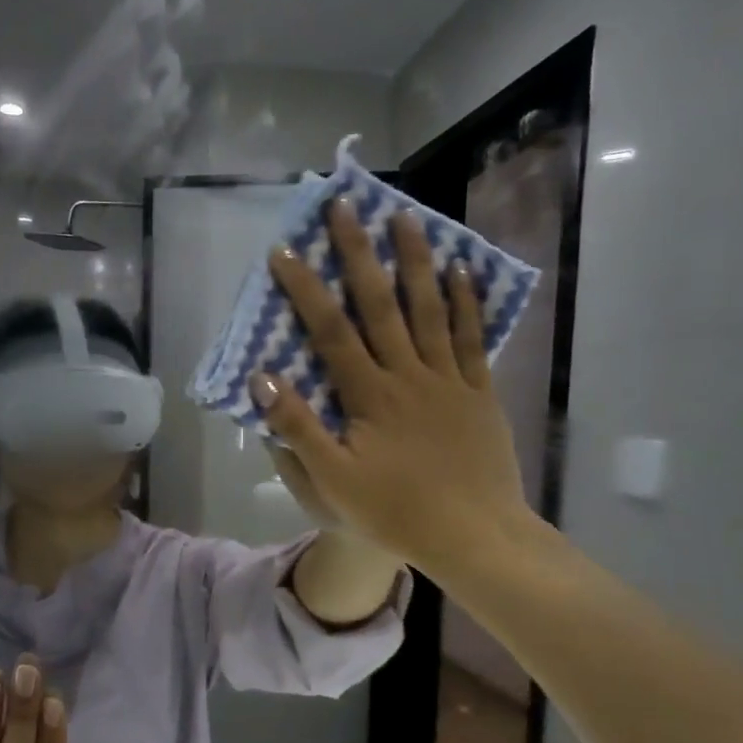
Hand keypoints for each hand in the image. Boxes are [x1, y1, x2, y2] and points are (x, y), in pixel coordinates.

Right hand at [247, 198, 538, 574]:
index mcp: (369, 395)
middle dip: (358, 254)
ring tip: (405, 218)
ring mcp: (449, 380)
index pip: (331, 331)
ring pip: (430, 310)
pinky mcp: (479, 393)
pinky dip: (465, 303)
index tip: (284, 251)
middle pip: (380, 305)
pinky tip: (461, 271)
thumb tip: (263, 379)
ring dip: (415, 261)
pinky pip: (471, 339)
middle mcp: (408, 374)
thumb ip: (298, 428)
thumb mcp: (332, 480)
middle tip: (345, 206)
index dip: (305, 290)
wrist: (472, 535)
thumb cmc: (394, 512)